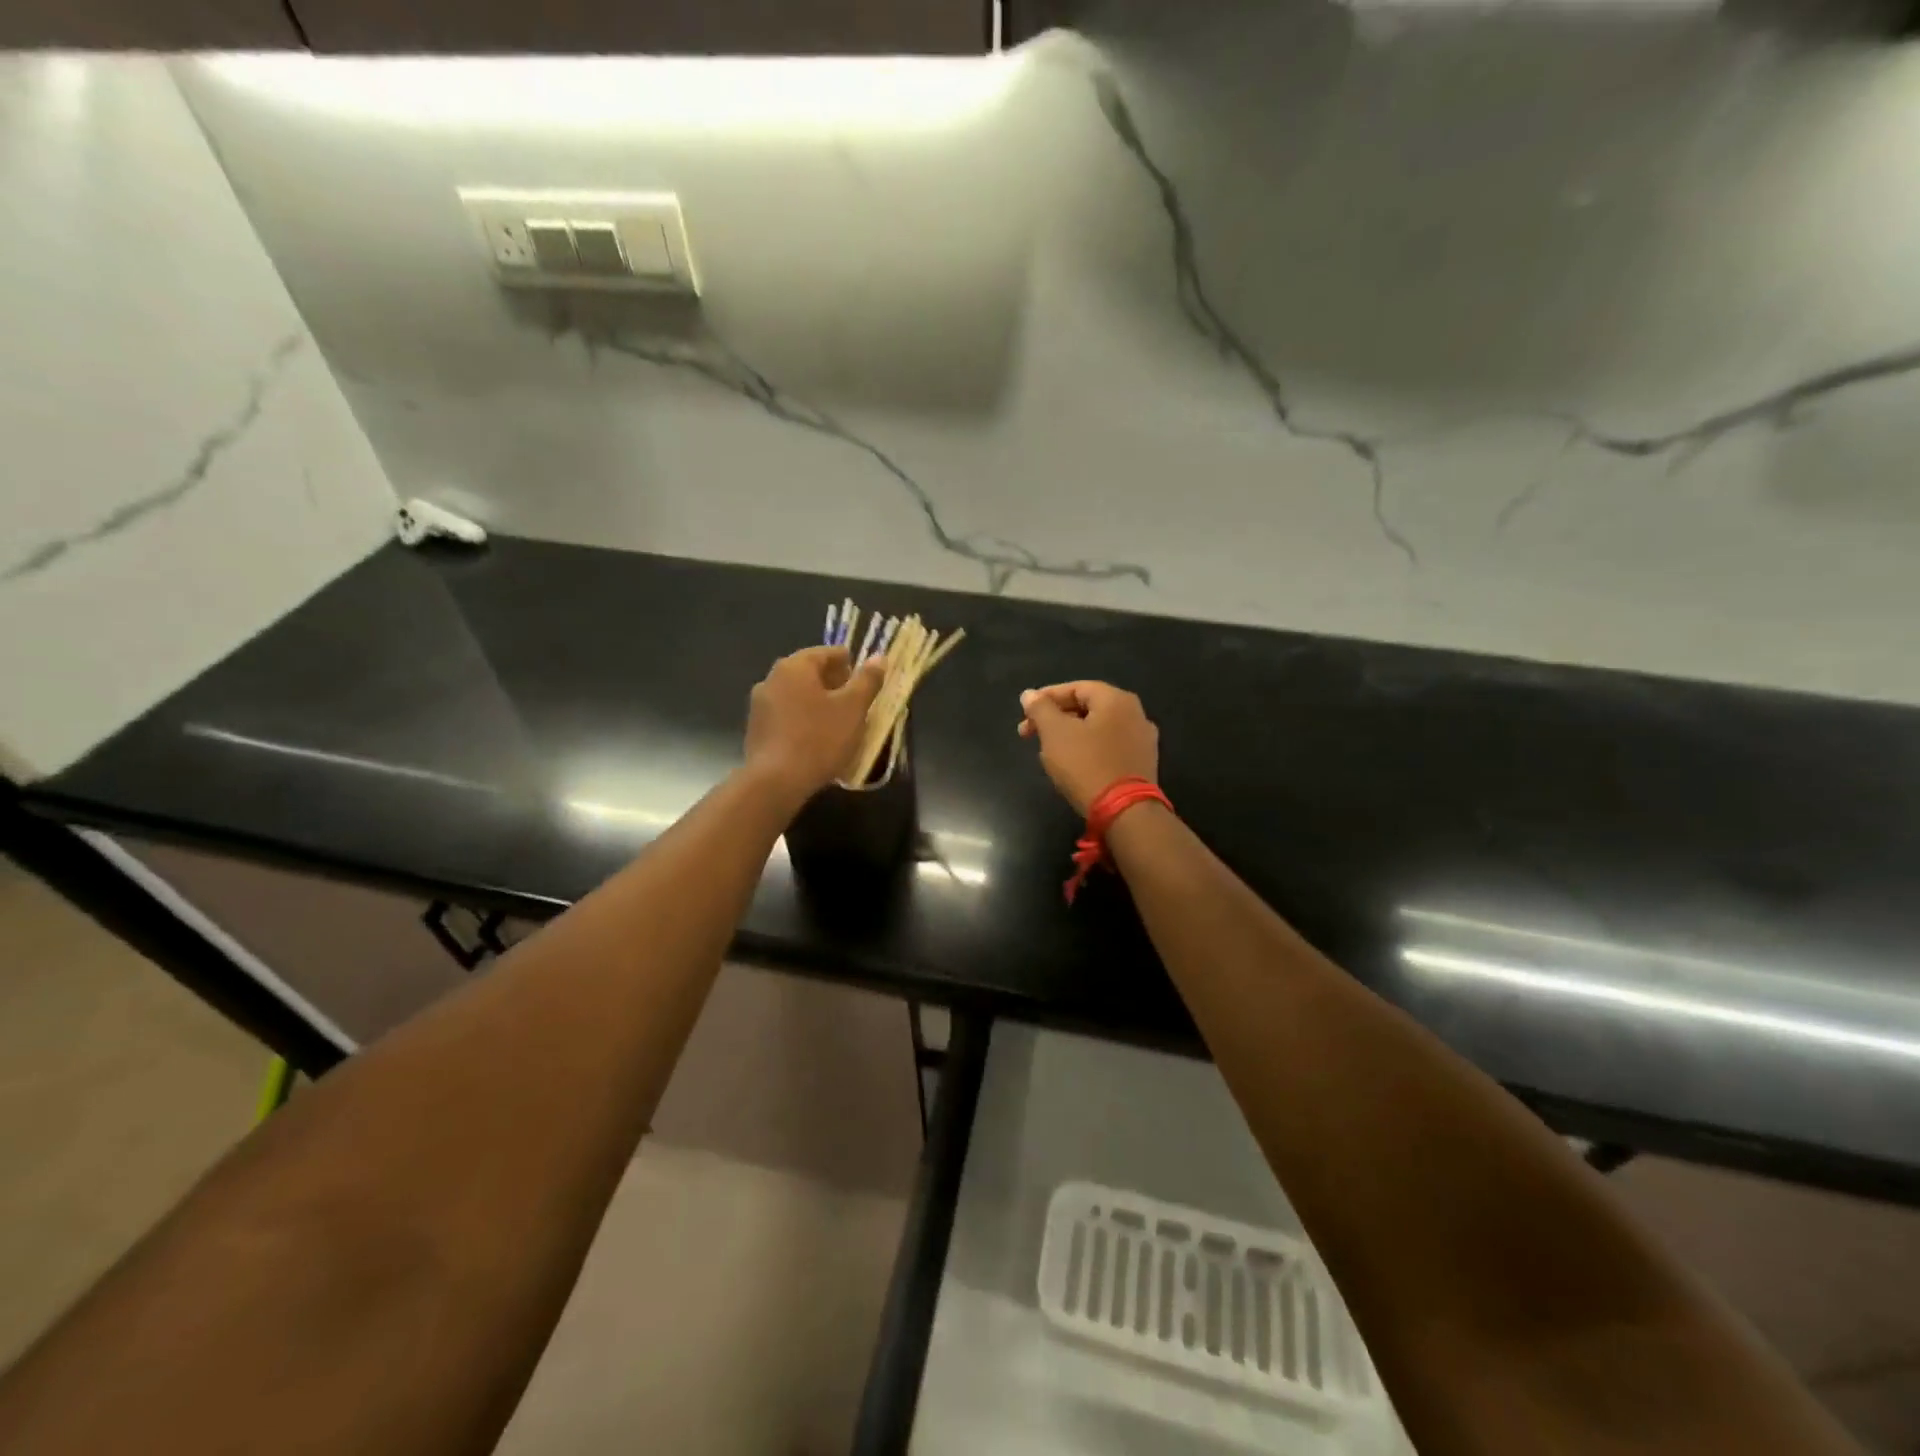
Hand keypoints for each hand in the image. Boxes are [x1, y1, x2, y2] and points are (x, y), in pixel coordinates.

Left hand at [745, 647, 885, 802]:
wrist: (776, 782)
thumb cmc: (819, 739)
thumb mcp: (853, 709)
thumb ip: (867, 680)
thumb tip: (879, 657)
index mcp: (795, 666)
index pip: (827, 653)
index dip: (850, 665)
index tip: (865, 683)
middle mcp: (772, 678)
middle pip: (809, 672)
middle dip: (834, 684)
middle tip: (855, 703)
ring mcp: (759, 704)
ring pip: (796, 694)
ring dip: (817, 702)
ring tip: (837, 722)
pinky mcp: (755, 729)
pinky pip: (785, 715)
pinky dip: (802, 719)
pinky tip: (814, 738)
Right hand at [1018, 681, 1158, 815]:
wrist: (1125, 813)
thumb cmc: (1086, 765)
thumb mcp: (1055, 733)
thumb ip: (1041, 709)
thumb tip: (1029, 694)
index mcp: (1116, 699)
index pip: (1075, 688)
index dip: (1046, 698)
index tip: (1024, 714)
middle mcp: (1135, 714)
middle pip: (1088, 707)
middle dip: (1055, 719)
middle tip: (1030, 734)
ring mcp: (1143, 740)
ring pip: (1098, 729)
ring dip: (1070, 735)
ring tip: (1048, 752)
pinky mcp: (1143, 764)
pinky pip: (1109, 748)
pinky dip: (1088, 750)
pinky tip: (1073, 766)